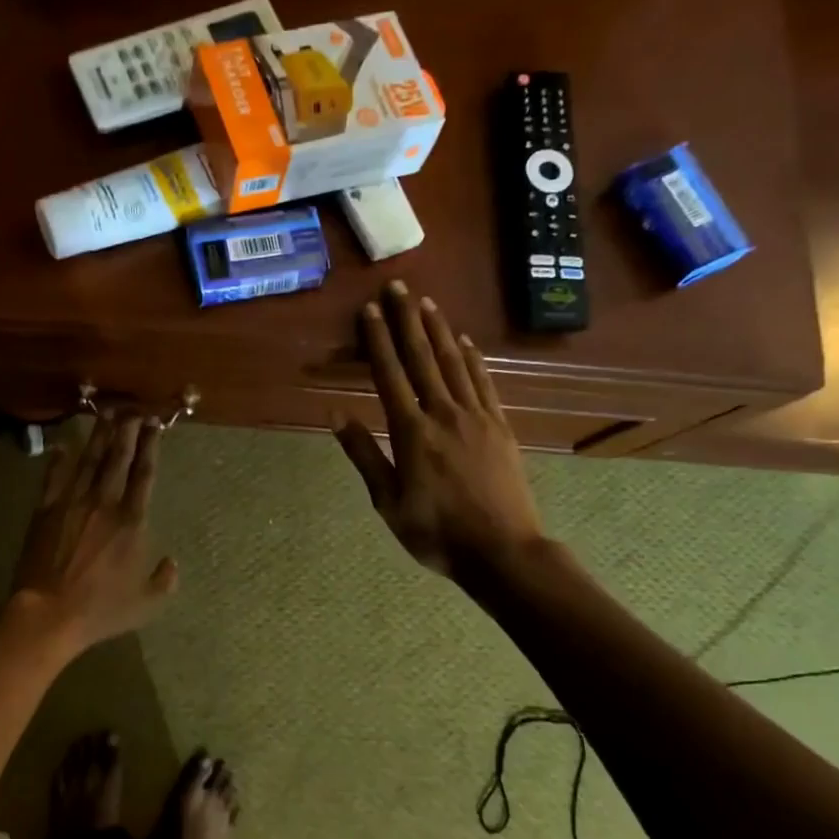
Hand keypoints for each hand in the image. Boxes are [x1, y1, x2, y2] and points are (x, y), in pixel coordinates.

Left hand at [11, 413, 177, 653]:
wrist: (48, 614)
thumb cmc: (100, 610)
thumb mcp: (145, 603)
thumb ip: (164, 581)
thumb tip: (172, 562)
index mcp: (131, 522)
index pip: (144, 474)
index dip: (150, 446)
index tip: (154, 425)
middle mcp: (104, 504)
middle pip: (117, 458)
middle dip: (126, 430)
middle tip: (132, 408)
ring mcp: (71, 504)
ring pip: (88, 461)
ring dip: (98, 435)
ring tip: (106, 413)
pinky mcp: (45, 511)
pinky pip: (53, 479)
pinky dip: (58, 460)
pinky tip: (62, 444)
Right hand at [333, 281, 545, 585]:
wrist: (503, 551)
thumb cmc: (436, 532)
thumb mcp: (387, 502)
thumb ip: (363, 455)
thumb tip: (336, 415)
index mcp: (411, 432)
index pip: (390, 375)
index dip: (378, 340)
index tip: (370, 310)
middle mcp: (443, 414)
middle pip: (422, 358)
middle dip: (407, 320)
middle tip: (397, 287)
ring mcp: (476, 417)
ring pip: (454, 363)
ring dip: (438, 330)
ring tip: (426, 303)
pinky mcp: (500, 426)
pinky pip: (484, 383)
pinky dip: (472, 358)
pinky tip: (464, 342)